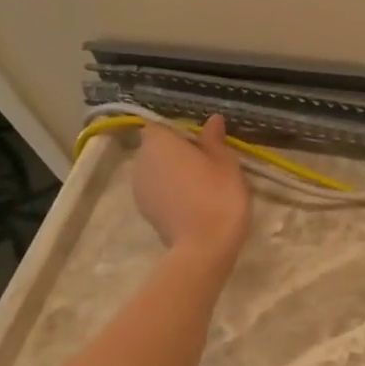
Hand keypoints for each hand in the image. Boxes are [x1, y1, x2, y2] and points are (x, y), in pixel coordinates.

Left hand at [129, 115, 250, 258]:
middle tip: (205, 165)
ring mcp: (138, 188)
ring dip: (172, 175)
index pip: (161, 126)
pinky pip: (157, 193)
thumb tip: (212, 119)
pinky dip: (170, 195)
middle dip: (175, 154)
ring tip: (200, 187)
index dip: (180, 133)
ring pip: (156, 172)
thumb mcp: (225, 163)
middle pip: (155, 149)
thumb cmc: (218, 195)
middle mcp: (140, 161)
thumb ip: (214, 140)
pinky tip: (192, 205)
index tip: (202, 144)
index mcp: (159, 142)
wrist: (205, 246)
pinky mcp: (144, 212)